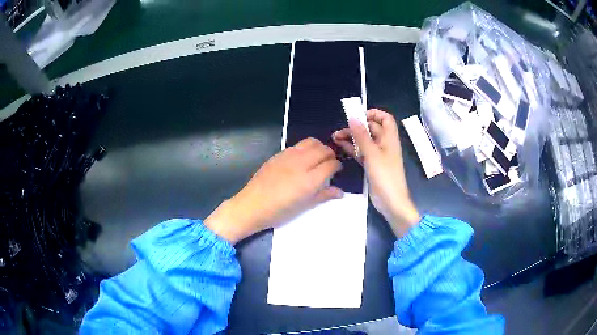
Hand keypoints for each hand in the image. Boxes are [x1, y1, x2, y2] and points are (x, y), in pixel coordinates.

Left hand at [205, 138, 342, 243]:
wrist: (252, 205)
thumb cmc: (279, 212)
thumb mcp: (304, 207)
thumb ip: (323, 195)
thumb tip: (340, 192)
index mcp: (309, 180)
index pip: (331, 164)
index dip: (337, 166)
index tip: (337, 171)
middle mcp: (301, 164)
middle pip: (323, 150)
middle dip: (330, 155)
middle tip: (330, 164)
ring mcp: (288, 156)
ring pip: (311, 142)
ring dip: (319, 147)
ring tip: (318, 158)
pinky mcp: (278, 154)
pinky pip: (297, 145)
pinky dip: (306, 148)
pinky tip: (302, 159)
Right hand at [332, 109, 419, 236]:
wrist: (391, 202)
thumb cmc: (385, 176)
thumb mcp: (372, 154)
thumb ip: (362, 135)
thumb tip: (353, 118)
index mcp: (390, 138)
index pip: (385, 118)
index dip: (374, 114)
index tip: (359, 116)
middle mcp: (384, 144)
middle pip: (371, 129)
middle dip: (356, 126)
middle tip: (340, 130)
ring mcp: (378, 155)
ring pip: (364, 141)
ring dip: (351, 137)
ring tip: (335, 137)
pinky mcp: (372, 165)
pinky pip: (361, 152)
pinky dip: (352, 148)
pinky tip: (340, 146)